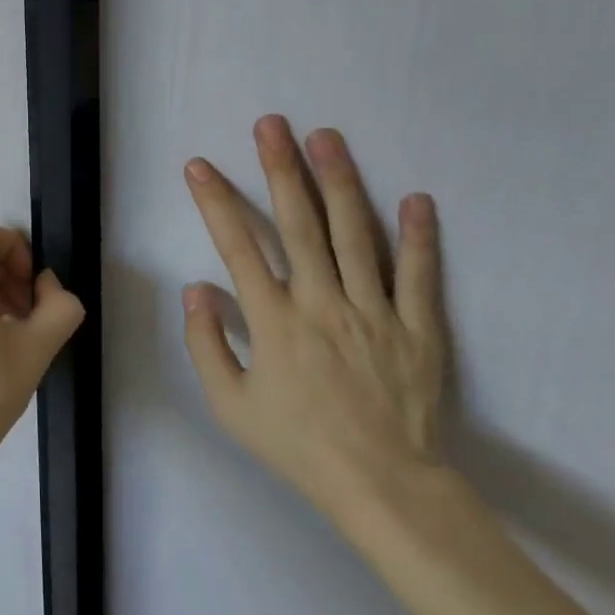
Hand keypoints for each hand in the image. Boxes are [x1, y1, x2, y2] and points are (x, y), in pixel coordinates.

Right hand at [181, 117, 447, 525]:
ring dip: (339, 183)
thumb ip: (206, 344)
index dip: (215, 202)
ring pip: (354, 235)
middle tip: (272, 124)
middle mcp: (321, 303)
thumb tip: (196, 289)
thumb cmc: (299, 446)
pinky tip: (415, 198)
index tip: (199, 165)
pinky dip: (418, 237)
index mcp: (274, 321)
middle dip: (281, 169)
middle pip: (299, 225)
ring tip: (327, 137)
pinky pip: (418, 276)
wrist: (384, 490)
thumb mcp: (230, 406)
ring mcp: (374, 312)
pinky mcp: (418, 329)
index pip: (237, 247)